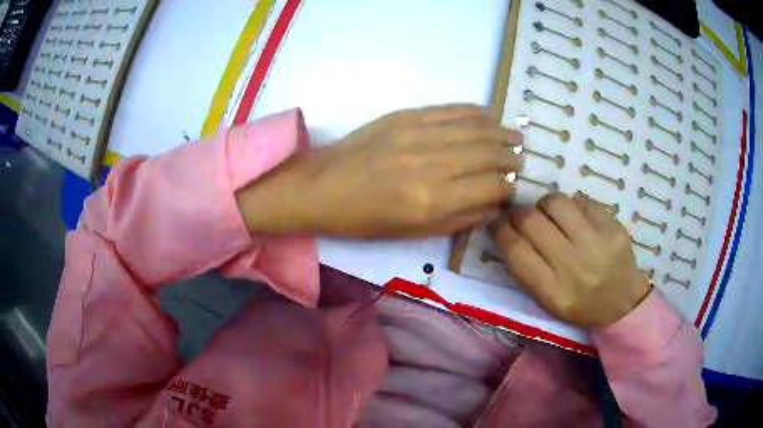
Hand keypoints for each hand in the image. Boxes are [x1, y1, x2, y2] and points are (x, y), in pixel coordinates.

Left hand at [237, 104, 522, 237]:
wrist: (321, 187)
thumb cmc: (364, 220)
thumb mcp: (413, 234)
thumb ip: (460, 219)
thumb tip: (494, 204)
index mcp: (431, 201)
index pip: (490, 187)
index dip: (508, 187)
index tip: (513, 187)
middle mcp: (431, 164)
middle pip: (488, 155)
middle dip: (511, 158)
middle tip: (521, 160)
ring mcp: (417, 134)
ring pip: (475, 129)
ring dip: (500, 133)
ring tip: (515, 138)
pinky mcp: (406, 115)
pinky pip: (451, 110)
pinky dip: (475, 113)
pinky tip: (489, 117)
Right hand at [488, 192, 651, 326]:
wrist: (622, 302)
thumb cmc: (579, 305)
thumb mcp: (547, 301)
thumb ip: (525, 270)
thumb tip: (506, 230)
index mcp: (552, 291)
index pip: (515, 250)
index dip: (499, 228)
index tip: (495, 220)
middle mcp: (573, 266)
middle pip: (532, 221)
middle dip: (518, 213)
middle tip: (521, 216)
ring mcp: (596, 243)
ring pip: (556, 203)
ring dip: (545, 205)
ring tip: (550, 214)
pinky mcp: (613, 226)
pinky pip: (582, 201)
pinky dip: (573, 206)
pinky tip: (576, 218)